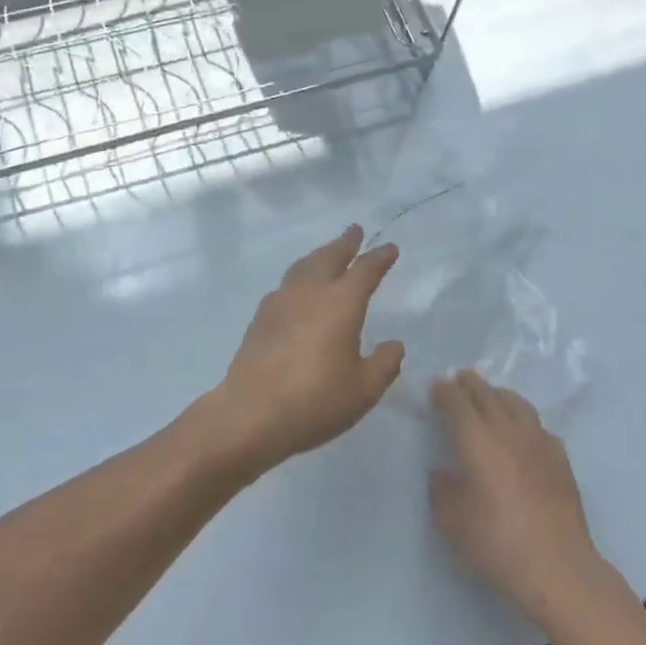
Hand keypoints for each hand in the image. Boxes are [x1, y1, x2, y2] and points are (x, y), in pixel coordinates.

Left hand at [202, 225, 404, 475]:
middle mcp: (310, 292)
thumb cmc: (315, 400)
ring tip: (327, 253)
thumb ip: (384, 364)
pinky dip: (298, 277)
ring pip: (303, 266)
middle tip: (355, 231)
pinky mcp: (260, 317)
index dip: (379, 258)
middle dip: (345, 243)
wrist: (251, 413)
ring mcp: (281, 302)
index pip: (365, 270)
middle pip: (329, 256)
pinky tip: (297, 290)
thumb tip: (394, 345)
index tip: (390, 248)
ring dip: (319, 255)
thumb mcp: (364, 390)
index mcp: (341, 303)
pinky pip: (285, 284)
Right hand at [430, 371, 601, 620]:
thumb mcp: (452, 522)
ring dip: (498, 394)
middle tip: (459, 379)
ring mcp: (537, 441)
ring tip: (490, 395)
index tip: (435, 386)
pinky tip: (522, 432)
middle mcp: (506, 430)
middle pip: (486, 394)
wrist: (558, 567)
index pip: (456, 402)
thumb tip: (443, 473)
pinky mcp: (560, 458)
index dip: (444, 391)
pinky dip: (523, 419)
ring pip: (516, 403)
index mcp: (475, 440)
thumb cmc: (497, 543)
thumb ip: (442, 491)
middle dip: (470, 383)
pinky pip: (537, 426)